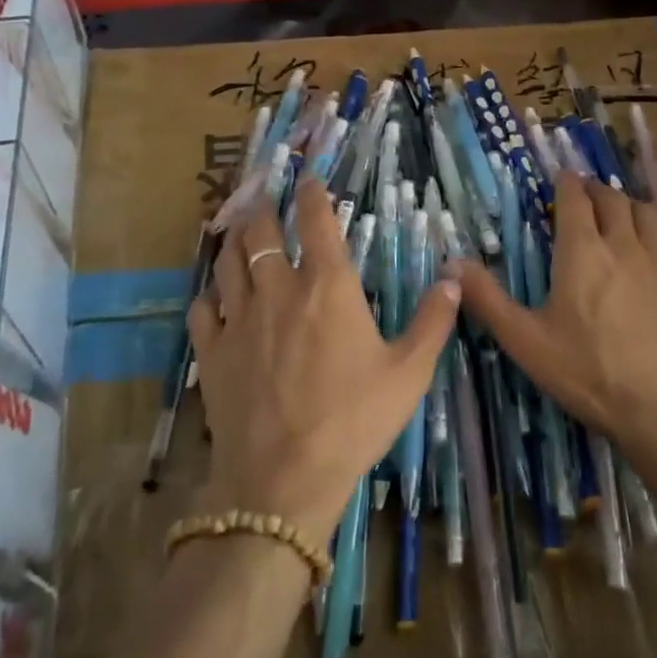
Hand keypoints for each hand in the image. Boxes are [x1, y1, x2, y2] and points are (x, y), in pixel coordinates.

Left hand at [188, 179, 459, 543]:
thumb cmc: (353, 420)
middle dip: (262, 206)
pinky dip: (208, 293)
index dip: (311, 195)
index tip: (307, 178)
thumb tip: (454, 278)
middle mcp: (278, 290)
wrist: (282, 480)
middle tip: (262, 193)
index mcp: (327, 287)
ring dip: (232, 238)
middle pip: (260, 232)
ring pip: (227, 262)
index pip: (316, 222)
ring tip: (234, 226)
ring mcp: (239, 320)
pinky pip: (203, 308)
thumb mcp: (409, 373)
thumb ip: (432, 321)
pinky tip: (213, 294)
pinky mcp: (212, 352)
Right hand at [453, 176, 656, 460]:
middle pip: (611, 198)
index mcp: (582, 251)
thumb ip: (486, 299)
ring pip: (646, 212)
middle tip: (582, 195)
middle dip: (594, 190)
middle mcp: (622, 244)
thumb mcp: (525, 340)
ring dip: (628, 203)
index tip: (559, 177)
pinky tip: (653, 245)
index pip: (575, 199)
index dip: (566, 183)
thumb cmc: (586, 372)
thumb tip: (451, 263)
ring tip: (618, 211)